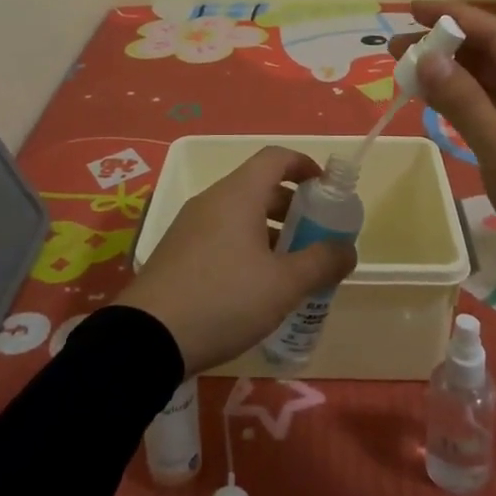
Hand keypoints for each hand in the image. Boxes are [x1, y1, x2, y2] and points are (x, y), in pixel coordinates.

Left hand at [115, 146, 357, 374]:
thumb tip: (348, 249)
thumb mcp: (283, 285)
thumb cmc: (224, 299)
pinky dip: (245, 245)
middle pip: (258, 186)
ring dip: (268, 229)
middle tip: (314, 235)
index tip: (326, 188)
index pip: (275, 158)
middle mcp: (212, 200)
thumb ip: (321, 263)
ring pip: (239, 212)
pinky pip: (220, 233)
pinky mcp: (177, 251)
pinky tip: (254, 285)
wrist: (148, 337)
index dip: (304, 165)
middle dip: (291, 206)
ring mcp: (190, 224)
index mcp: (238, 194)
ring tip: (290, 266)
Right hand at [409, 1, 495, 306]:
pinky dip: (463, 102)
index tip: (411, 10)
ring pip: (488, 82)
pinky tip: (436, 102)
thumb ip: (463, 102)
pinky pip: (492, 107)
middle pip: (488, 54)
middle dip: (443, 46)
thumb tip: (427, 57)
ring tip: (406, 72)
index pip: (494, 32)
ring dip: (450, 75)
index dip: (452, 17)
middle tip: (395, 50)